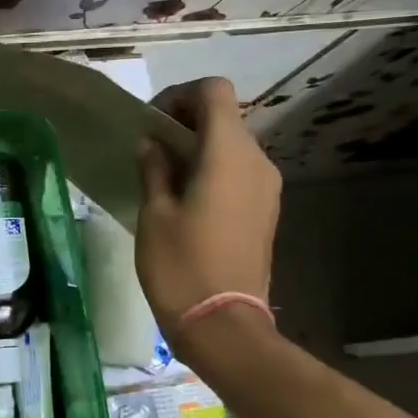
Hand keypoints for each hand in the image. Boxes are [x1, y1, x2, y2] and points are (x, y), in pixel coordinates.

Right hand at [136, 77, 281, 344]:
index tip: (151, 123)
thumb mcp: (154, 213)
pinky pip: (239, 172)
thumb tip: (152, 143)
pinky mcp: (266, 210)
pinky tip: (185, 199)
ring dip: (199, 148)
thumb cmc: (181, 265)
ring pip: (233, 145)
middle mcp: (257, 162)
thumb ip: (154, 168)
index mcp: (229, 154)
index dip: (180, 96)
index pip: (214, 92)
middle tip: (150, 150)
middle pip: (225, 117)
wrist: (223, 324)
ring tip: (164, 176)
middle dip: (186, 122)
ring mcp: (267, 187)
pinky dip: (212, 170)